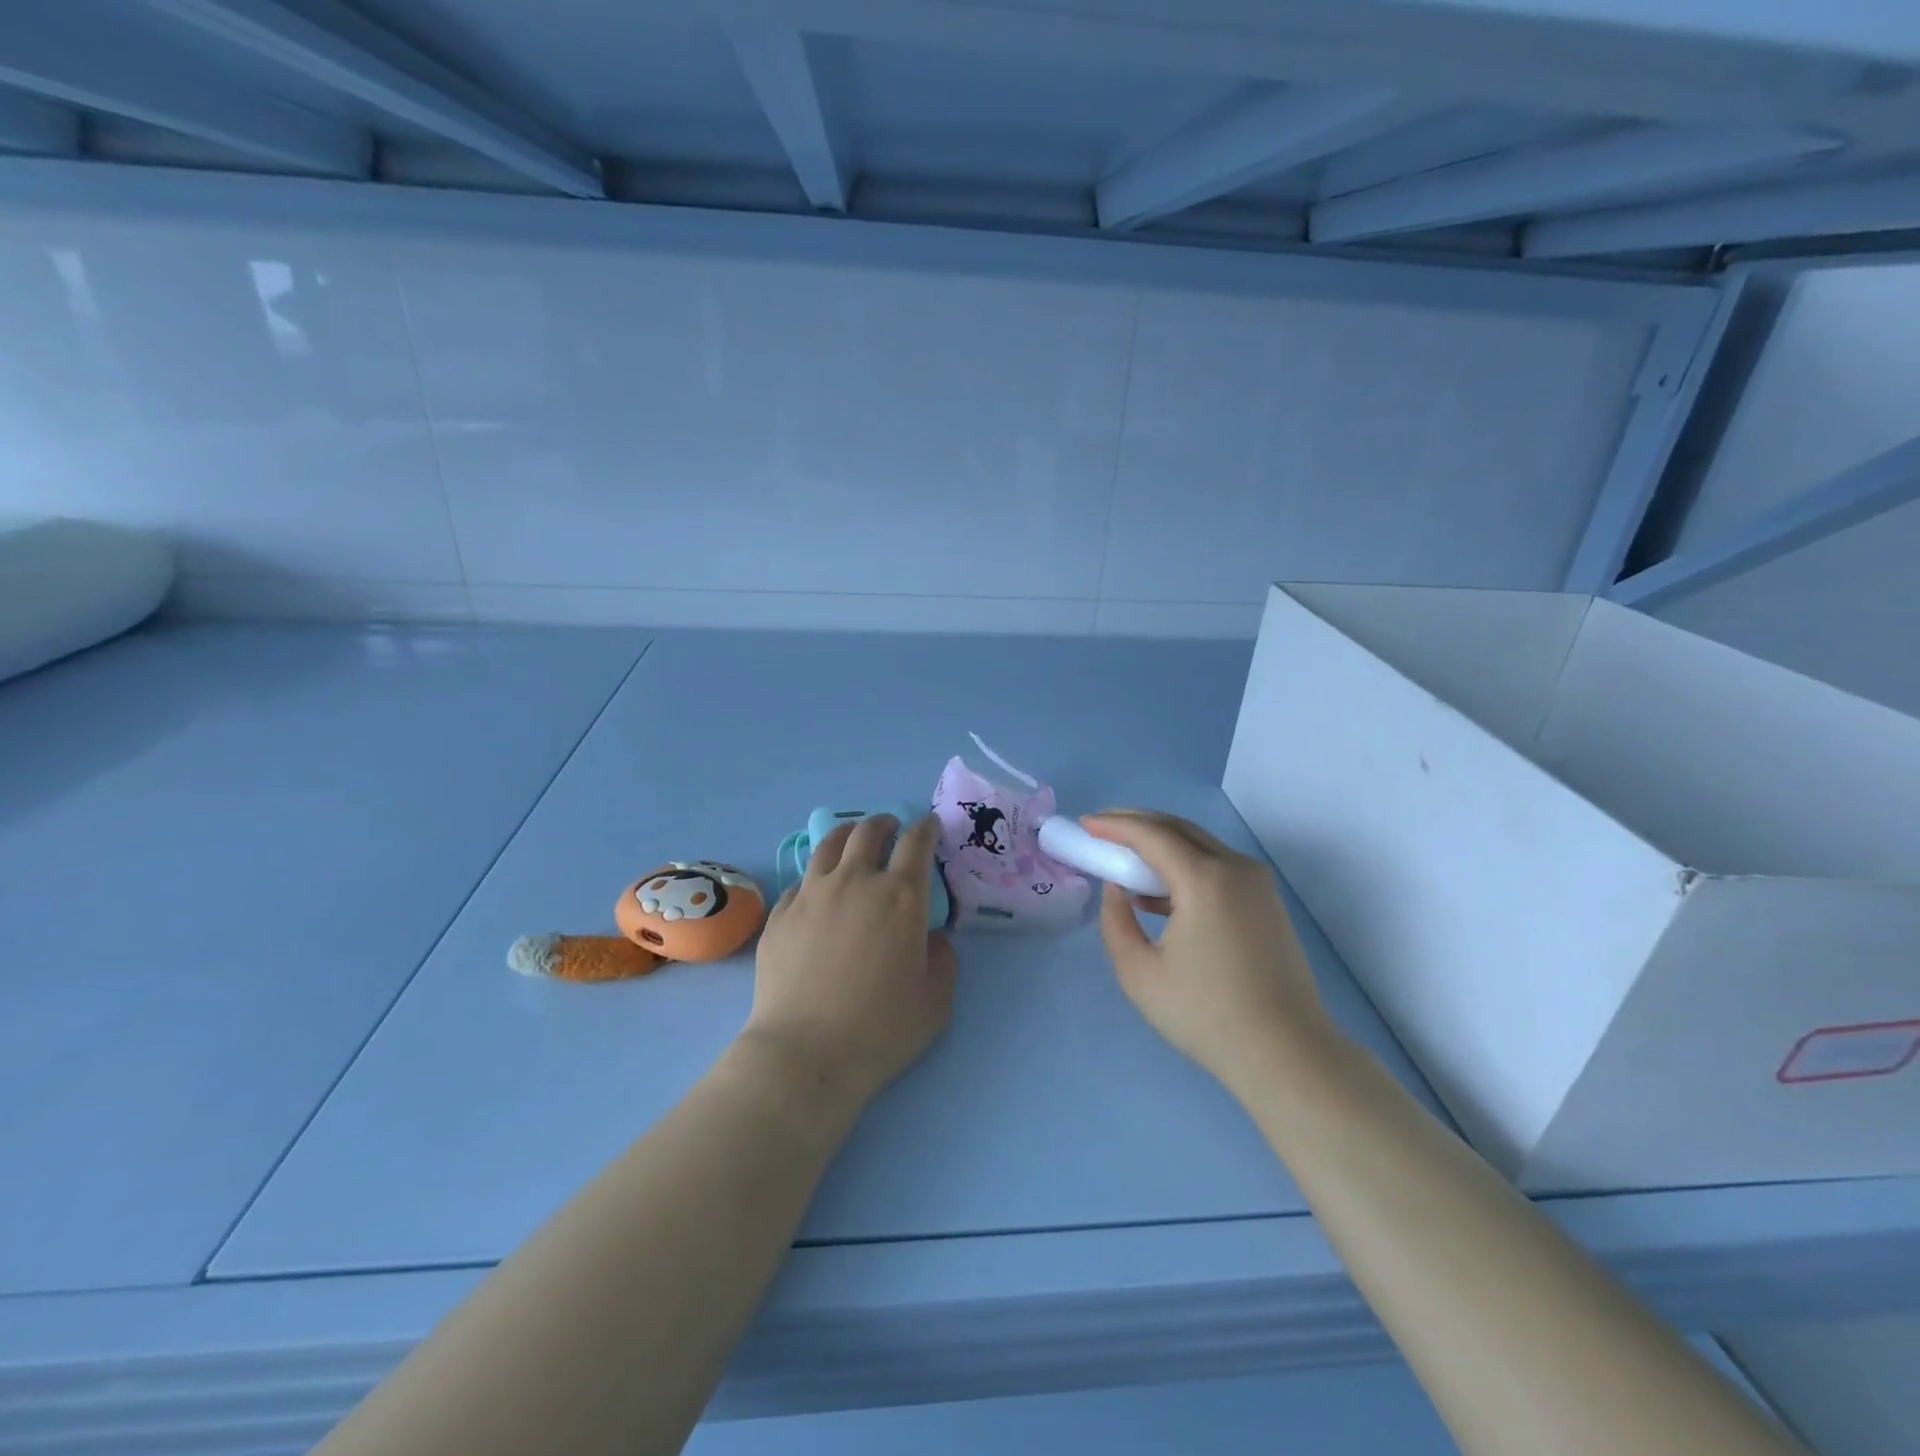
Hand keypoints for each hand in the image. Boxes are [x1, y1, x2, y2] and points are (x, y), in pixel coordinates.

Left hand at [743, 814, 955, 1113]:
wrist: (806, 1053)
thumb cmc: (881, 1029)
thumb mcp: (936, 1000)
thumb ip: (942, 959)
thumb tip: (931, 937)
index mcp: (900, 896)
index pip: (916, 842)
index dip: (926, 828)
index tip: (930, 826)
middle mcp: (856, 882)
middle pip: (868, 832)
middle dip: (885, 823)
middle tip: (891, 827)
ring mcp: (812, 894)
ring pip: (828, 845)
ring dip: (847, 834)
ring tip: (852, 838)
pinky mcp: (780, 914)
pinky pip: (800, 881)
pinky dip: (816, 876)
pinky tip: (818, 889)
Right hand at [1085, 810, 1333, 1092]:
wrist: (1287, 1054)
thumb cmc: (1206, 1015)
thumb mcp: (1139, 973)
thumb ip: (1116, 922)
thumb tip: (1118, 890)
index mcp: (1205, 880)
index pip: (1151, 834)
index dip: (1114, 825)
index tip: (1084, 824)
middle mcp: (1236, 868)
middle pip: (1178, 829)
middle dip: (1136, 823)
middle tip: (1101, 829)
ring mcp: (1258, 884)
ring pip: (1200, 845)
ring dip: (1160, 844)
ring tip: (1123, 859)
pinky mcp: (1267, 902)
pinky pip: (1217, 867)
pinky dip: (1183, 866)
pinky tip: (1157, 894)